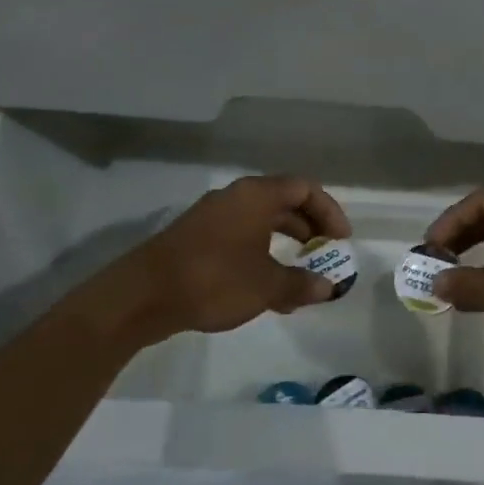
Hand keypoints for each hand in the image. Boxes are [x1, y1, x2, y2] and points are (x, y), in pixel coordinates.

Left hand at [118, 175, 351, 338]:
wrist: (142, 296)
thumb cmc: (214, 280)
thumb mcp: (266, 286)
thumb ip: (301, 284)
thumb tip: (328, 287)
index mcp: (257, 196)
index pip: (305, 188)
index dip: (329, 211)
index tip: (341, 240)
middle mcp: (236, 197)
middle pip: (284, 202)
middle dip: (310, 228)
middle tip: (324, 254)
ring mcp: (213, 217)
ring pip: (262, 223)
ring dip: (286, 246)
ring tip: (300, 278)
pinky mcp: (197, 238)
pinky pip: (242, 238)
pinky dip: (262, 256)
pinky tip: (267, 291)